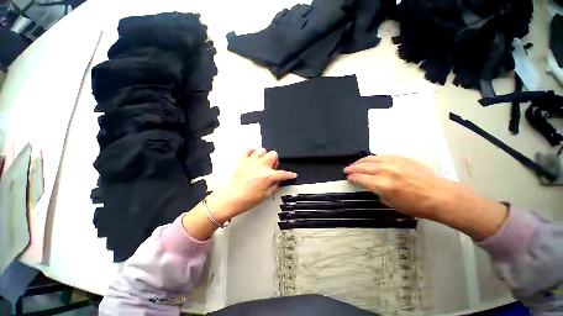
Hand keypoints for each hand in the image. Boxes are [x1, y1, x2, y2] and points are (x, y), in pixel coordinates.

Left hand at [208, 148, 296, 222]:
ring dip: (265, 156)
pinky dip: (252, 151)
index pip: (283, 173)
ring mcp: (251, 162)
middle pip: (273, 154)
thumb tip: (279, 180)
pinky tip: (254, 157)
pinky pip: (248, 150)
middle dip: (275, 161)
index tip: (292, 174)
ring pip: (262, 150)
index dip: (289, 175)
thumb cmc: (246, 199)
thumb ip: (275, 185)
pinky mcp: (243, 161)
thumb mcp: (266, 195)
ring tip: (263, 163)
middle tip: (272, 168)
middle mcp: (260, 166)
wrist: (231, 199)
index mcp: (267, 176)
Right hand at [344, 155, 443, 218]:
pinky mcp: (400, 158)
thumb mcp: (391, 203)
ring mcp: (393, 162)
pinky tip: (370, 160)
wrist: (438, 195)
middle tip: (347, 170)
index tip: (348, 178)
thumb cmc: (415, 205)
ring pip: (370, 158)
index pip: (360, 178)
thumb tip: (371, 186)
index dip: (352, 178)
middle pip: (363, 167)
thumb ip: (378, 192)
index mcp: (382, 185)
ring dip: (360, 161)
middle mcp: (385, 171)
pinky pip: (381, 156)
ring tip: (355, 164)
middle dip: (352, 168)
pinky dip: (372, 158)